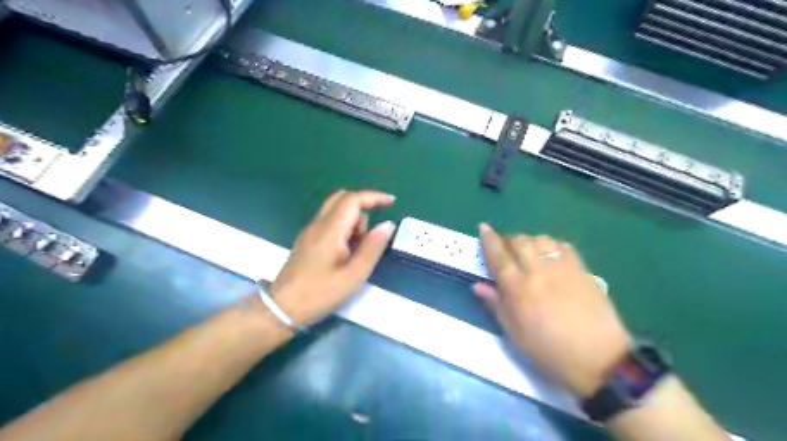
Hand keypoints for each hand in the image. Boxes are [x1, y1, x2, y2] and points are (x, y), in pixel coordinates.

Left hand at [268, 191, 395, 328]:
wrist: (282, 308)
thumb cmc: (320, 294)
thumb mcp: (353, 275)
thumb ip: (372, 248)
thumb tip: (387, 224)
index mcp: (330, 230)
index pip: (353, 200)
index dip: (374, 197)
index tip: (392, 202)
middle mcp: (318, 224)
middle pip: (342, 198)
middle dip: (363, 206)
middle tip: (372, 232)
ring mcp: (310, 231)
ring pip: (335, 209)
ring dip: (353, 220)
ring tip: (357, 250)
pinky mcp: (306, 240)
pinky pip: (329, 221)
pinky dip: (343, 227)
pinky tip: (345, 253)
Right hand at [473, 223, 631, 395]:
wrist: (599, 359)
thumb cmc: (549, 350)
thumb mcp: (515, 334)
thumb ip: (495, 305)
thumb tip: (478, 286)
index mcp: (517, 287)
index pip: (498, 255)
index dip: (488, 239)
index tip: (483, 227)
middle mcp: (537, 271)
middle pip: (518, 241)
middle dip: (508, 240)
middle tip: (506, 249)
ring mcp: (562, 267)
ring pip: (540, 239)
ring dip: (529, 241)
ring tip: (528, 252)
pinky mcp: (581, 269)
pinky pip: (562, 245)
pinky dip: (551, 245)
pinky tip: (550, 255)